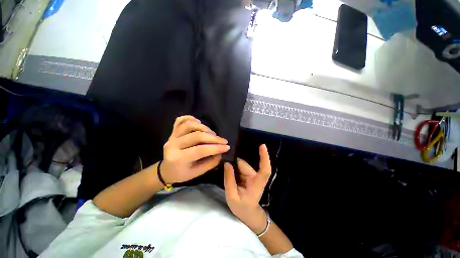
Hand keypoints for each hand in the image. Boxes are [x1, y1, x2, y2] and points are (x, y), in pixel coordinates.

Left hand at [161, 115, 229, 183]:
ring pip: (189, 125)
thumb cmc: (182, 174)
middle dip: (213, 138)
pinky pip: (180, 120)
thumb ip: (211, 163)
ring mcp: (171, 136)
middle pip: (196, 136)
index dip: (216, 148)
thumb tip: (221, 152)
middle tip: (223, 141)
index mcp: (178, 159)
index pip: (200, 150)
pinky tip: (199, 122)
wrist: (166, 170)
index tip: (227, 147)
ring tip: (212, 133)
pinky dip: (190, 118)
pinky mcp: (172, 131)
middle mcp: (173, 145)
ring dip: (204, 127)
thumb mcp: (197, 173)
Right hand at [224, 144, 271, 233]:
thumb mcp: (232, 196)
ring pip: (240, 165)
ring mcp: (252, 175)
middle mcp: (256, 177)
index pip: (265, 169)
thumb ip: (229, 180)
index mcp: (257, 183)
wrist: (248, 213)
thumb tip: (227, 163)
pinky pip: (239, 168)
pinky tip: (229, 174)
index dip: (264, 157)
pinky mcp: (248, 175)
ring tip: (225, 177)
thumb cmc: (242, 208)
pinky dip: (234, 169)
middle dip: (233, 165)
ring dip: (232, 168)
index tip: (262, 146)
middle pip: (243, 165)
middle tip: (222, 169)